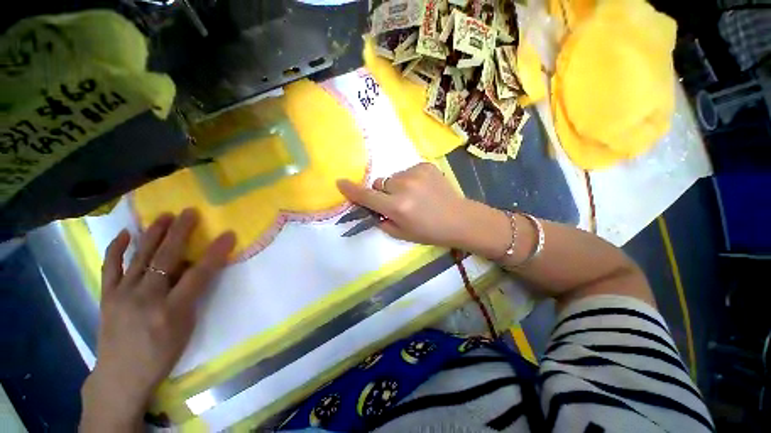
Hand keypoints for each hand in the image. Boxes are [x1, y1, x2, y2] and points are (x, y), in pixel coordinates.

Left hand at [80, 209, 235, 431]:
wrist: (121, 376)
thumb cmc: (161, 355)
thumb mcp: (186, 328)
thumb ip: (190, 296)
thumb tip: (193, 269)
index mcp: (172, 310)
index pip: (199, 274)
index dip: (216, 253)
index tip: (228, 235)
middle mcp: (146, 298)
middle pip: (166, 258)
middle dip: (181, 232)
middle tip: (190, 212)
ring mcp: (123, 295)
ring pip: (140, 256)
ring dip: (153, 233)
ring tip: (165, 216)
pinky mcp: (107, 296)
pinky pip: (110, 267)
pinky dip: (117, 248)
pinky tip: (126, 233)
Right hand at [336, 162, 498, 250]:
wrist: (458, 219)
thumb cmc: (429, 232)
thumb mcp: (401, 234)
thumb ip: (382, 221)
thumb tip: (371, 209)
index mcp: (397, 207)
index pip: (367, 196)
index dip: (352, 190)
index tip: (340, 183)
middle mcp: (404, 187)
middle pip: (379, 183)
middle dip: (383, 192)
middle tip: (397, 202)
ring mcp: (416, 174)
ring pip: (393, 177)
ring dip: (397, 186)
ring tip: (414, 196)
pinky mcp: (426, 166)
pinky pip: (407, 171)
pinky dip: (410, 180)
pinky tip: (423, 189)